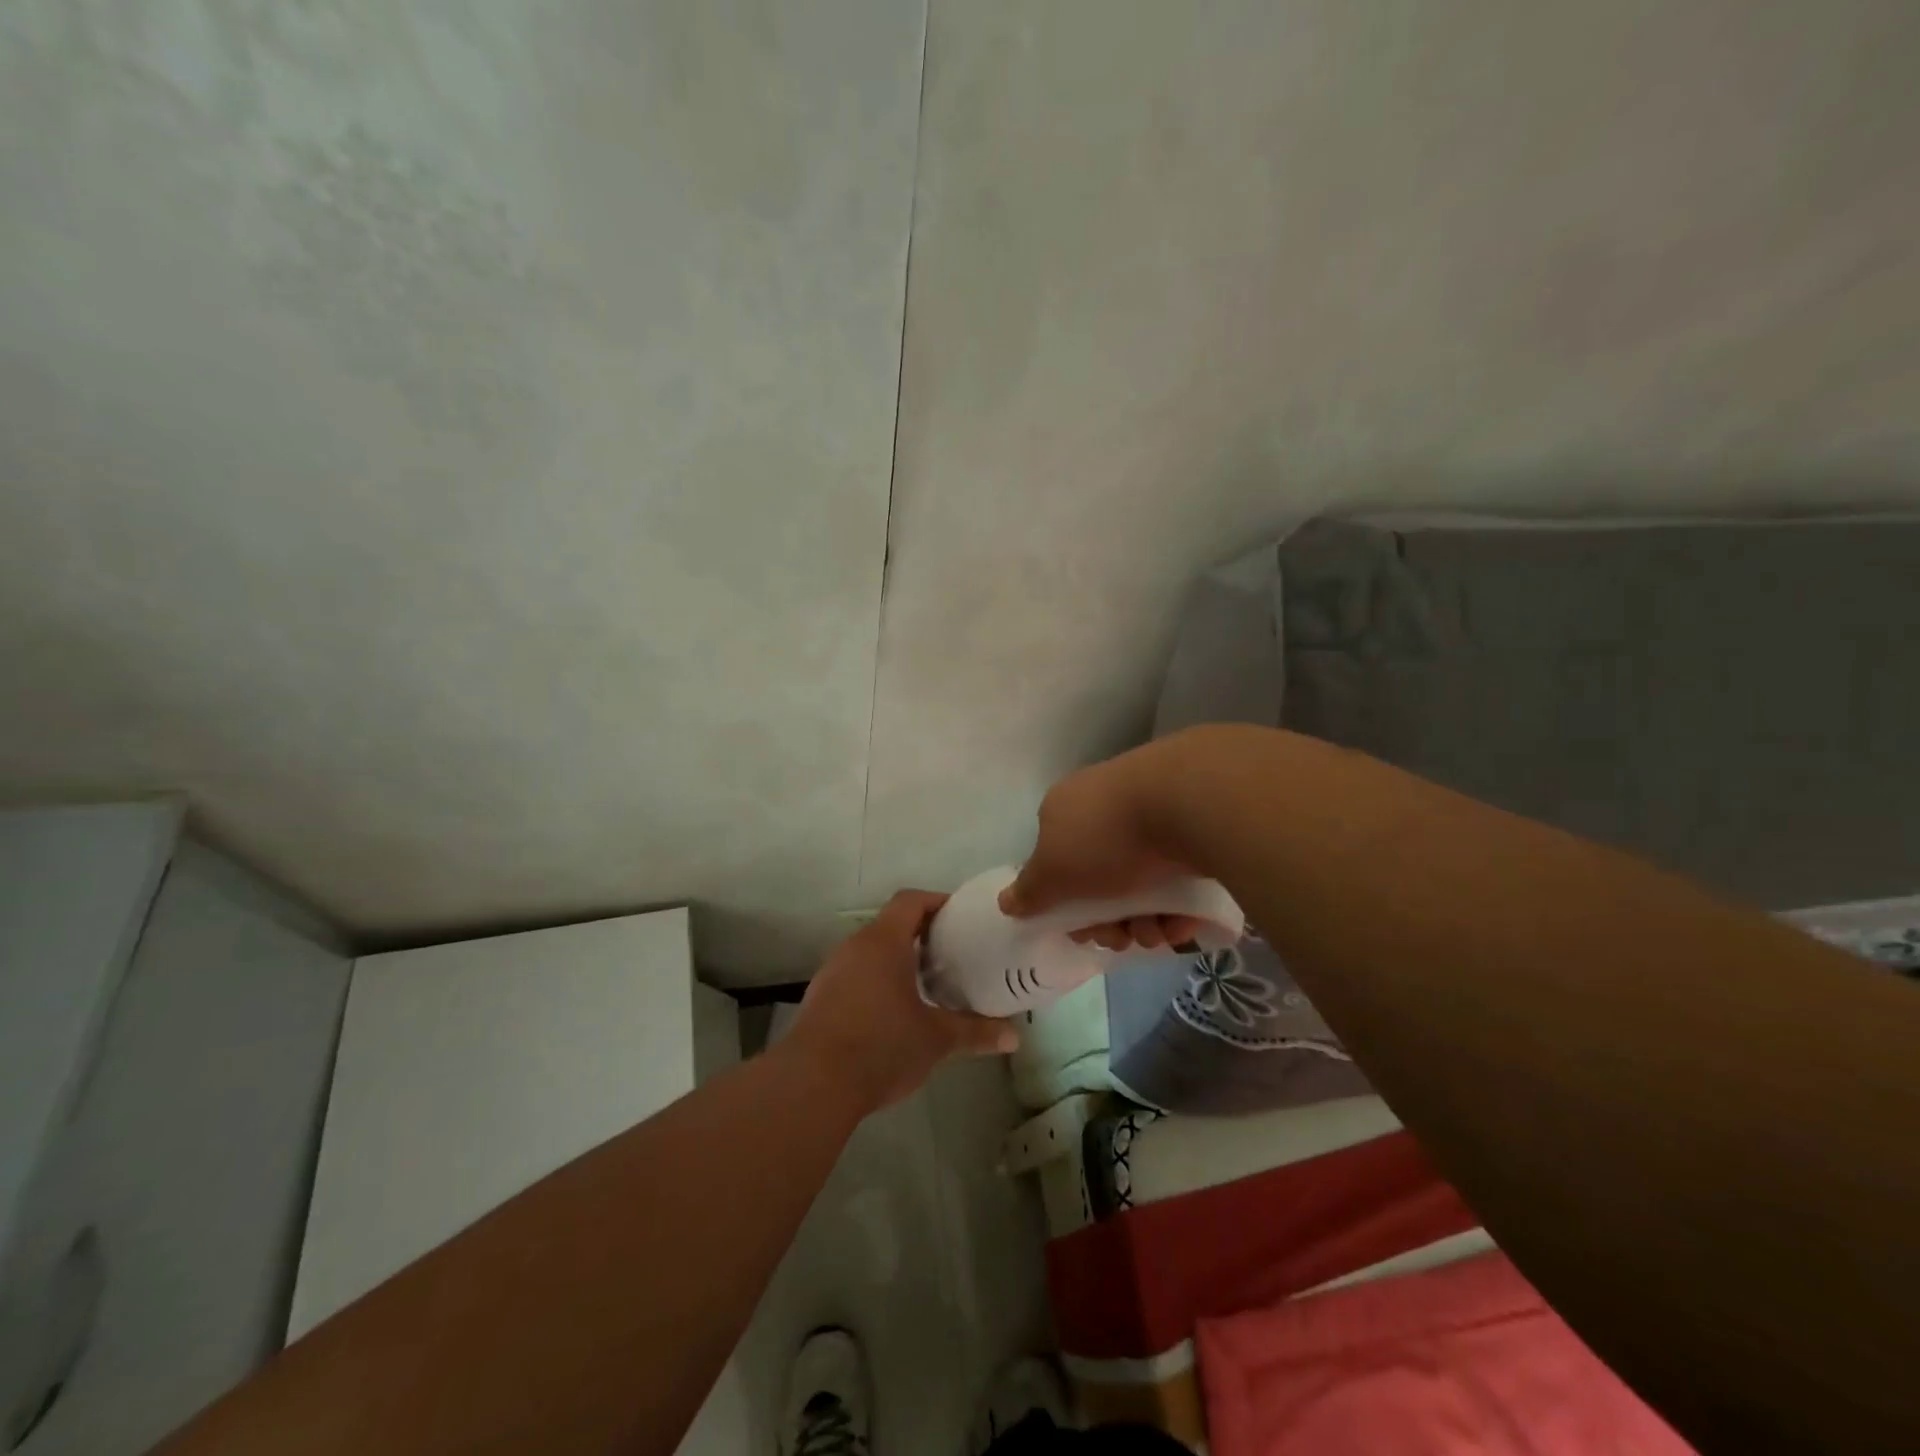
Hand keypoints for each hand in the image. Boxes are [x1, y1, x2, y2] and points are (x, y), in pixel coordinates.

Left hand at [790, 890, 1018, 1110]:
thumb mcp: (936, 1039)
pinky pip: (855, 976)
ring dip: (898, 960)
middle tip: (953, 955)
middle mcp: (855, 947)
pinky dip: (877, 982)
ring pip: (871, 952)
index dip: (937, 902)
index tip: (962, 918)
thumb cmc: (881, 1046)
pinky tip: (894, 1013)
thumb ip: (975, 1032)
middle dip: (922, 935)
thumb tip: (1014, 1036)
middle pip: (891, 925)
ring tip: (928, 984)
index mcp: (883, 941)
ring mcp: (833, 972)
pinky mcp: (820, 998)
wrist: (813, 1084)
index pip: (910, 901)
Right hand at [998, 743, 1205, 951]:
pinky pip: (1176, 878)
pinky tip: (1181, 922)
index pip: (1055, 863)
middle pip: (1098, 880)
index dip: (1065, 905)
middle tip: (1122, 937)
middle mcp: (1103, 808)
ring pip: (1141, 884)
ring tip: (1157, 933)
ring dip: (1144, 922)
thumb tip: (1005, 902)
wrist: (1184, 803)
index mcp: (1064, 810)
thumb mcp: (1053, 872)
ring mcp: (1149, 815)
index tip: (1082, 931)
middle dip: (1109, 921)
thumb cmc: (1104, 838)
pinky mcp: (1190, 827)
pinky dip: (1176, 906)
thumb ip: (1029, 892)